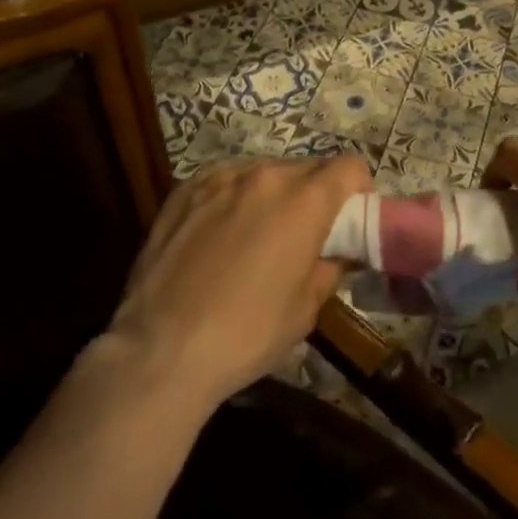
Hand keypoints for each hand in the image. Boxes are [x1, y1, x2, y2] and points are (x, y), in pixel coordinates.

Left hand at [104, 155, 367, 410]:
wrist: (159, 352)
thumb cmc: (246, 334)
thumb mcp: (306, 308)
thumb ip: (330, 265)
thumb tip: (337, 251)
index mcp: (304, 200)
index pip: (350, 166)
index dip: (358, 190)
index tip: (348, 219)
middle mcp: (265, 176)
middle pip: (308, 167)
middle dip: (315, 194)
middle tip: (304, 233)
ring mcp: (220, 178)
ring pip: (264, 172)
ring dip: (273, 194)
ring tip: (256, 234)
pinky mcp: (184, 190)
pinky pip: (225, 181)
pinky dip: (234, 198)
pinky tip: (219, 234)